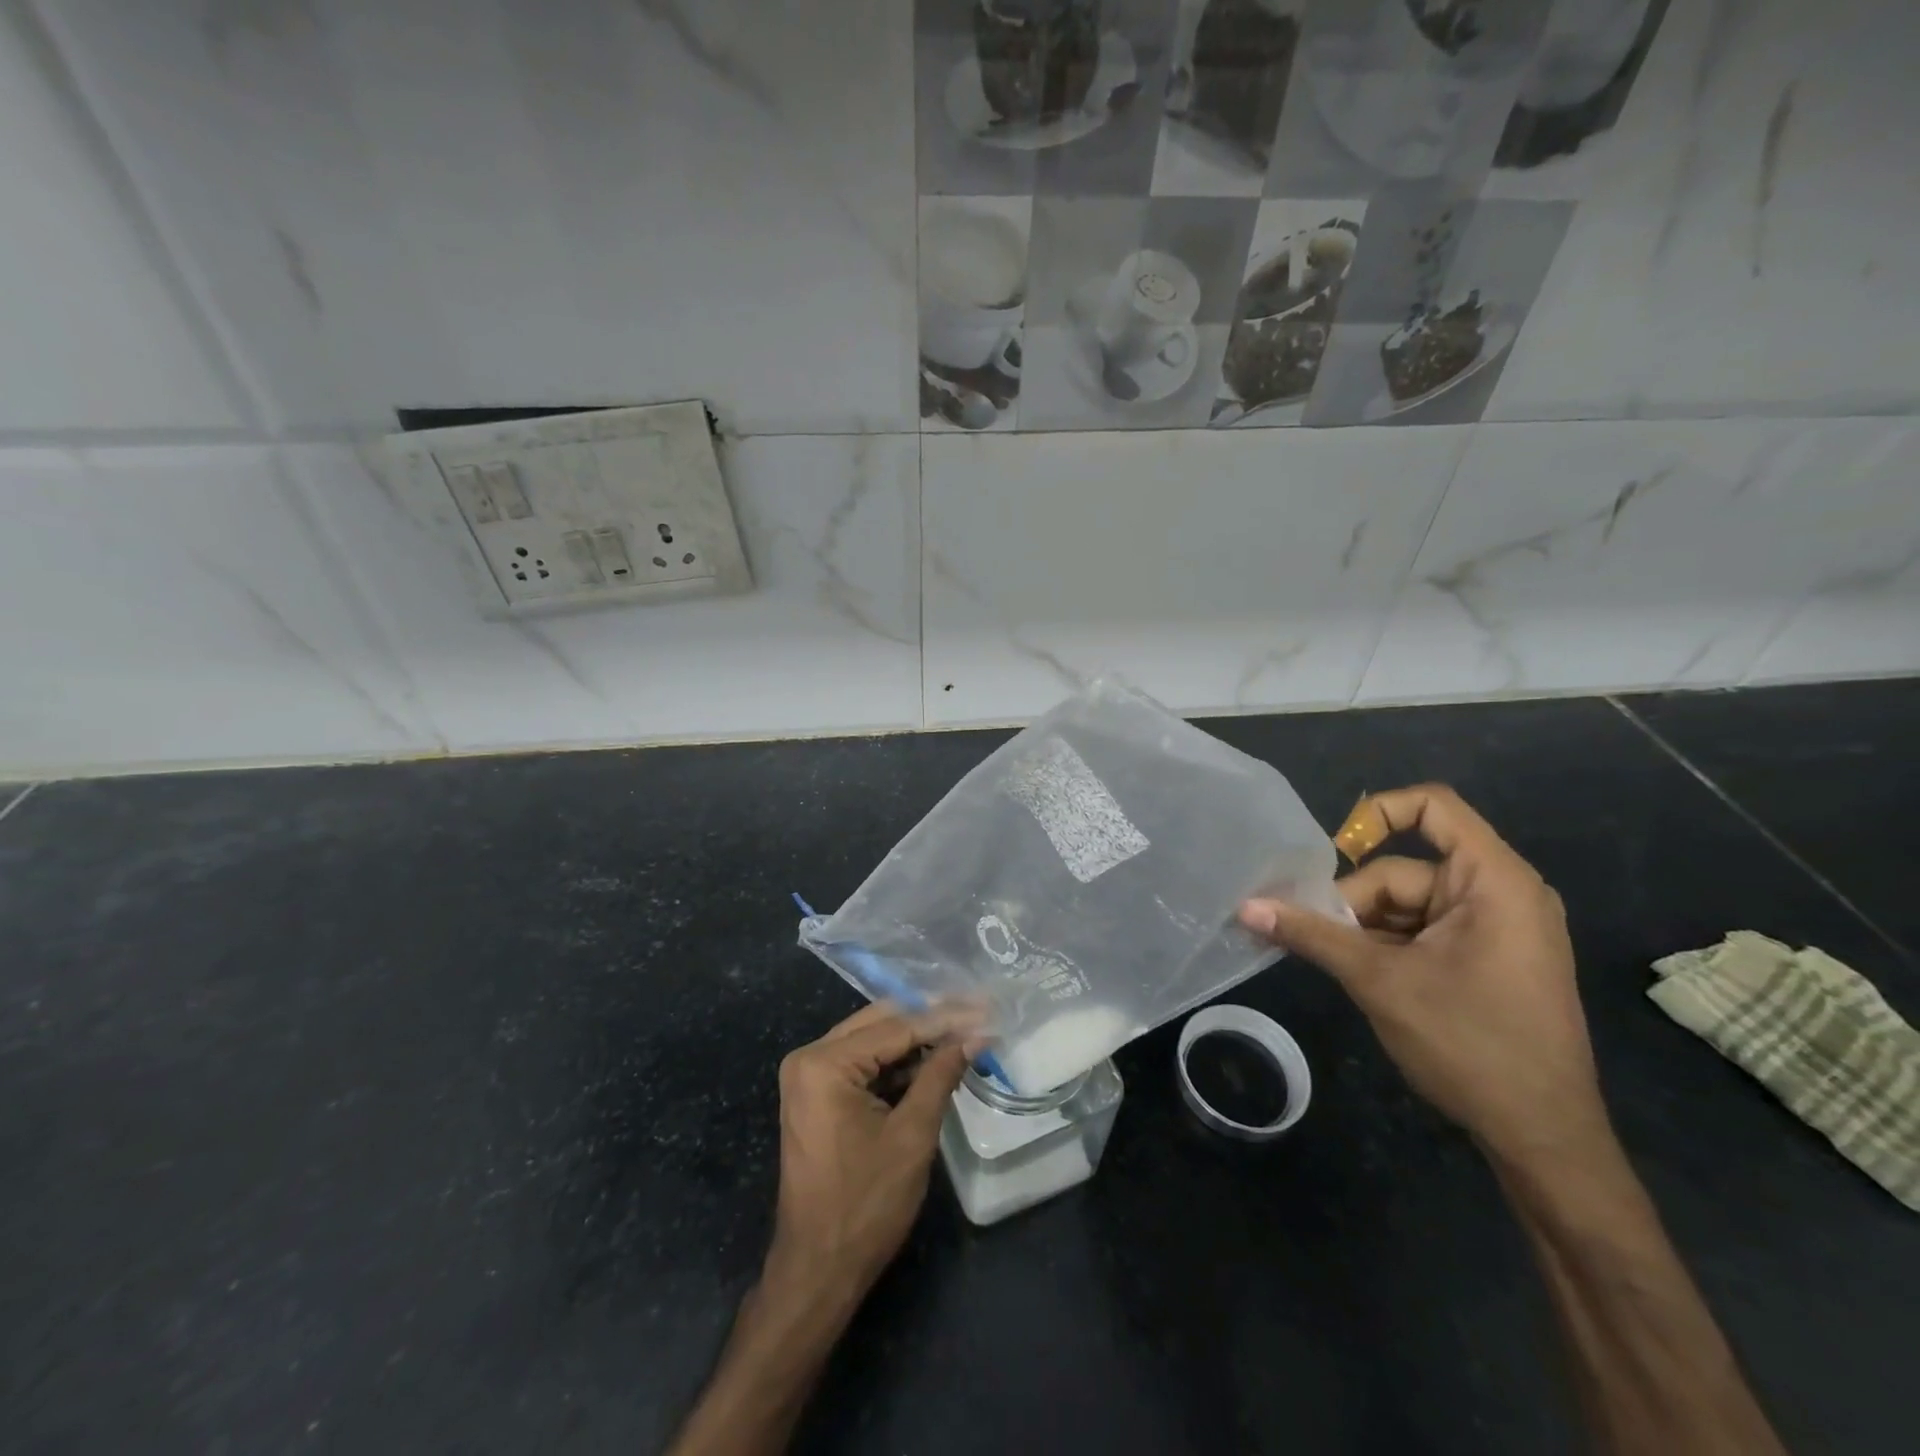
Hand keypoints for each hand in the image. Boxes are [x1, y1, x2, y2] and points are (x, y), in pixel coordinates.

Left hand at [765, 1003, 972, 1310]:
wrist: (818, 1270)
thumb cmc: (866, 1204)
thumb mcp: (912, 1135)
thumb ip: (940, 1074)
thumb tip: (975, 1036)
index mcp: (824, 1063)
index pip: (896, 1026)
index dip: (945, 1018)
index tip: (985, 1008)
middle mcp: (809, 1057)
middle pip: (881, 1023)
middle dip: (931, 1019)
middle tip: (977, 1012)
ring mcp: (809, 1076)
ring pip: (873, 1040)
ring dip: (916, 1039)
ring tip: (964, 1032)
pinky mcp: (817, 1094)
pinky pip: (862, 1063)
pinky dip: (897, 1063)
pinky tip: (934, 1060)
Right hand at [1239, 784, 1608, 1166]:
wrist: (1543, 1138)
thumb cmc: (1471, 1045)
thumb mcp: (1379, 981)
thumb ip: (1311, 935)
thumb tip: (1245, 907)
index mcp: (1493, 881)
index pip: (1432, 807)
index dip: (1376, 814)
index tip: (1332, 853)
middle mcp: (1498, 893)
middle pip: (1402, 869)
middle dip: (1354, 903)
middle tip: (1315, 939)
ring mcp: (1494, 928)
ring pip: (1405, 905)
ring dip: (1364, 930)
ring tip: (1335, 964)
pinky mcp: (1484, 958)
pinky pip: (1420, 931)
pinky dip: (1385, 946)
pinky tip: (1360, 975)